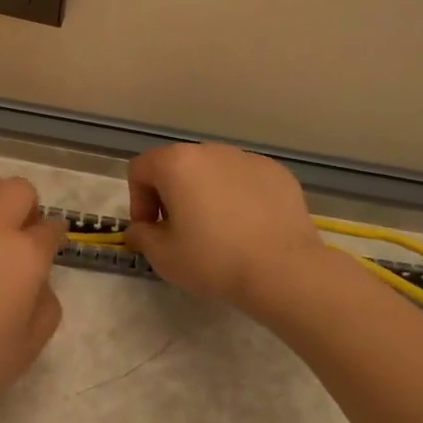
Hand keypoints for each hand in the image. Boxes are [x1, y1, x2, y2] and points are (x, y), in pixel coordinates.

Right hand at [124, 144, 326, 310]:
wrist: (285, 271)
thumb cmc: (214, 260)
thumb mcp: (163, 256)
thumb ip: (141, 236)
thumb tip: (141, 229)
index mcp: (177, 163)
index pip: (140, 169)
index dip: (138, 201)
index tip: (152, 231)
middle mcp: (210, 151)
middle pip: (177, 166)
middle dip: (171, 196)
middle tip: (181, 233)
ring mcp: (247, 159)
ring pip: (213, 172)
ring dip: (205, 194)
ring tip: (219, 232)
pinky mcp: (277, 173)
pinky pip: (244, 180)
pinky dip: (239, 198)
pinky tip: (250, 229)